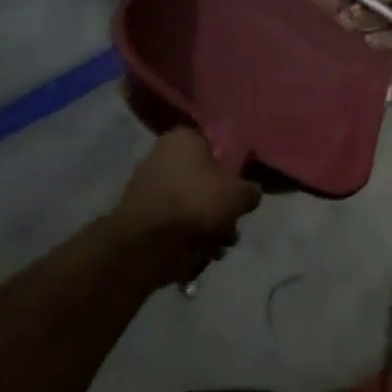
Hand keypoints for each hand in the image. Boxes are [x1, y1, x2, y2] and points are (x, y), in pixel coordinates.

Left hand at [113, 128, 261, 285]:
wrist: (151, 244)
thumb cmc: (198, 203)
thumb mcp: (240, 194)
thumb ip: (251, 190)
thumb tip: (249, 193)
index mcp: (182, 139)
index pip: (213, 144)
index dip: (231, 165)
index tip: (241, 184)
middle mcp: (160, 156)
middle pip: (203, 178)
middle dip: (220, 203)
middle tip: (233, 219)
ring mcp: (147, 187)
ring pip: (191, 203)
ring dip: (209, 224)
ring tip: (221, 243)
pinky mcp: (141, 216)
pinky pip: (175, 222)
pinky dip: (189, 236)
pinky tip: (202, 252)